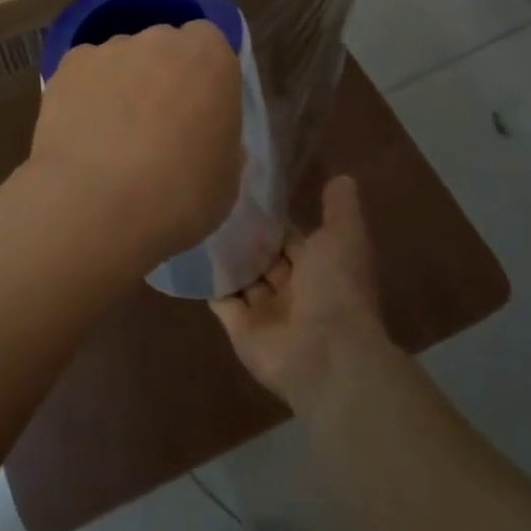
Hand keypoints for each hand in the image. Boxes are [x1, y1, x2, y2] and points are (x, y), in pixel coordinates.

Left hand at [28, 20, 242, 275]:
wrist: (97, 205)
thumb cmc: (180, 196)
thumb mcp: (225, 179)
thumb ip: (219, 141)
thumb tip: (204, 137)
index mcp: (210, 58)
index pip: (207, 42)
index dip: (200, 73)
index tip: (196, 107)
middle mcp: (160, 39)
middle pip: (162, 46)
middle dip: (160, 75)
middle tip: (155, 125)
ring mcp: (110, 49)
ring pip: (120, 59)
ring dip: (120, 85)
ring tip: (109, 137)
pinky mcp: (68, 66)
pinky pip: (83, 75)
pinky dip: (84, 95)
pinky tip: (81, 135)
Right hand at [211, 176, 392, 410]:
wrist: (324, 353)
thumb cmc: (336, 288)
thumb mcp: (344, 238)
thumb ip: (340, 209)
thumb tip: (343, 177)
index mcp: (318, 268)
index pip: (289, 235)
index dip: (270, 215)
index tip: (243, 187)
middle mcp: (292, 289)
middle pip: (262, 256)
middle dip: (243, 234)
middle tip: (209, 198)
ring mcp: (265, 311)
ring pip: (241, 276)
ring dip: (223, 255)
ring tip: (191, 218)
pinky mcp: (240, 328)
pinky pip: (220, 299)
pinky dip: (206, 280)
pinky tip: (186, 251)